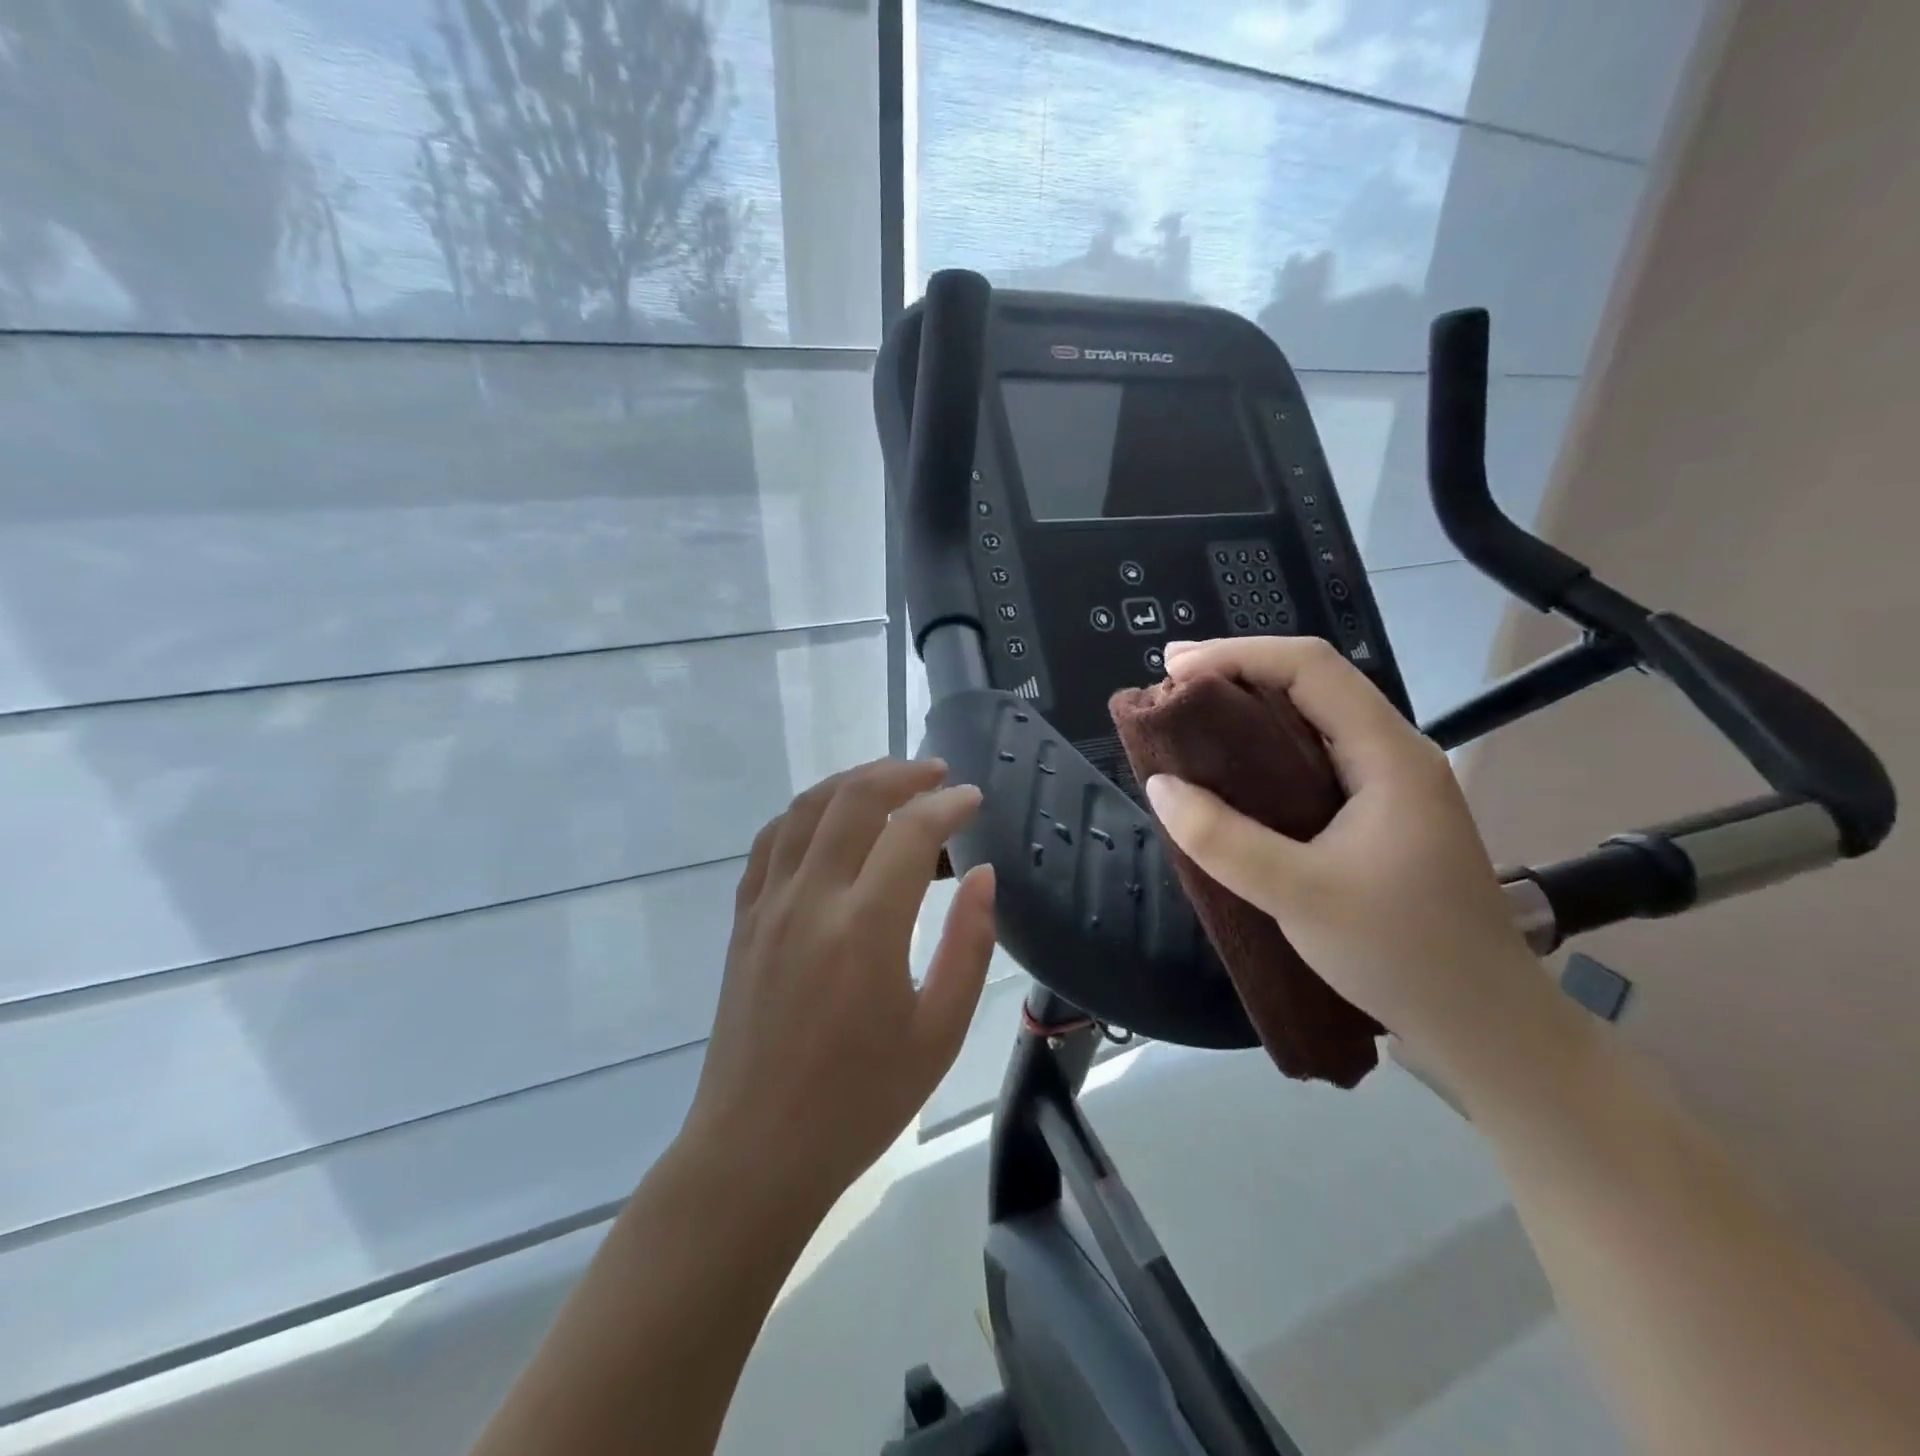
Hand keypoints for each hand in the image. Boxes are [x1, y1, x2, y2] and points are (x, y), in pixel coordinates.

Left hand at [680, 758, 996, 1212]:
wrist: (756, 1150)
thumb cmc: (860, 1101)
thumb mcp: (938, 1034)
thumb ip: (969, 946)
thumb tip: (983, 875)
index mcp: (865, 929)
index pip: (910, 832)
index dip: (948, 804)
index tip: (974, 799)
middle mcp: (811, 900)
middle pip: (853, 800)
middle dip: (901, 774)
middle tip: (936, 773)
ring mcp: (768, 905)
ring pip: (805, 809)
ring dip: (850, 781)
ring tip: (888, 780)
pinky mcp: (743, 919)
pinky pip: (769, 841)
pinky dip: (803, 812)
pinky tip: (826, 818)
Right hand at [1142, 636, 1561, 1084]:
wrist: (1484, 1026)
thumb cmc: (1400, 953)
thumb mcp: (1298, 895)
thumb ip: (1222, 839)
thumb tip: (1160, 786)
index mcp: (1389, 755)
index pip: (1312, 668)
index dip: (1239, 655)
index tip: (1175, 668)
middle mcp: (1394, 754)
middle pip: (1314, 682)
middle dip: (1239, 672)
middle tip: (1172, 687)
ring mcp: (1391, 785)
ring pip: (1315, 719)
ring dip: (1251, 708)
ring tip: (1191, 719)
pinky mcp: (1380, 815)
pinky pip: (1316, 758)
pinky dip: (1266, 748)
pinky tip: (1234, 770)